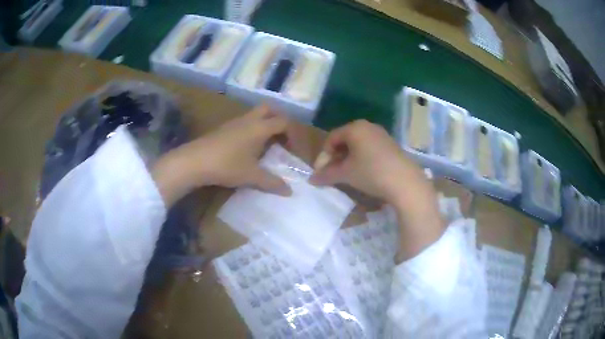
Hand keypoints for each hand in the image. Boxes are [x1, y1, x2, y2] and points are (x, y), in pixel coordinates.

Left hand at [152, 105, 291, 205]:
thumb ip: (272, 182)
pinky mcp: (224, 128)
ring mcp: (235, 122)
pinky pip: (244, 123)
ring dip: (264, 125)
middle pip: (270, 109)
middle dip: (279, 121)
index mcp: (260, 127)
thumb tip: (289, 192)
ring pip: (255, 115)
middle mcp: (249, 120)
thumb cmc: (227, 165)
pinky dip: (252, 130)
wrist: (195, 161)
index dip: (293, 134)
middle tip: (282, 138)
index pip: (284, 122)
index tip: (294, 151)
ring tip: (266, 145)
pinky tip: (248, 148)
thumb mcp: (251, 176)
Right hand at [310, 120, 443, 260]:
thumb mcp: (346, 174)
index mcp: (355, 128)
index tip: (321, 173)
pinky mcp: (391, 145)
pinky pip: (370, 148)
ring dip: (348, 159)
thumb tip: (311, 179)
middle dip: (335, 157)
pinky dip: (362, 159)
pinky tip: (364, 173)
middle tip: (332, 173)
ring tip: (347, 175)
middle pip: (345, 140)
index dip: (323, 156)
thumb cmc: (371, 173)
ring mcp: (382, 135)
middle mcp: (368, 126)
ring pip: (358, 145)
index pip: (331, 138)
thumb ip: (326, 175)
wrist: (406, 182)